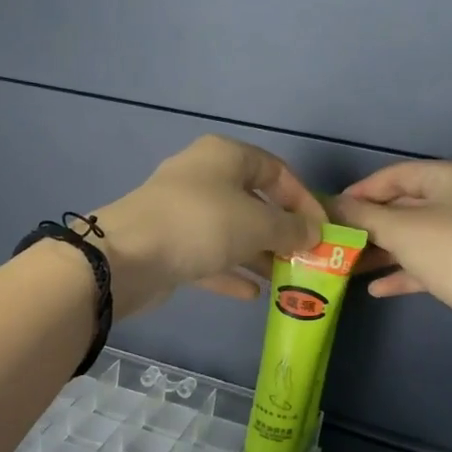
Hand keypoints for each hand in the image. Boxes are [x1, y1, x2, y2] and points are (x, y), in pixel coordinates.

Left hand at [92, 136, 325, 317]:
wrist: (128, 257)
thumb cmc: (202, 224)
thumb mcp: (257, 224)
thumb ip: (290, 229)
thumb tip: (314, 233)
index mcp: (224, 156)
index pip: (276, 170)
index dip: (303, 199)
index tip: (323, 229)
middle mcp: (202, 178)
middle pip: (253, 202)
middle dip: (281, 231)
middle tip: (307, 259)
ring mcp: (182, 213)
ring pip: (231, 232)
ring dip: (258, 255)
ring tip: (287, 279)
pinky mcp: (169, 245)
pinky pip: (209, 257)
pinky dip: (230, 272)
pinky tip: (253, 295)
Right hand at [332, 161, 451, 354]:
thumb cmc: (450, 249)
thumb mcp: (397, 228)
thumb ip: (360, 215)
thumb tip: (328, 205)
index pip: (397, 174)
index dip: (361, 191)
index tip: (331, 210)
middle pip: (404, 206)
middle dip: (368, 225)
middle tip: (335, 239)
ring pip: (414, 238)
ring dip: (381, 251)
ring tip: (346, 265)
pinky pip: (426, 264)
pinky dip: (402, 272)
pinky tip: (375, 289)